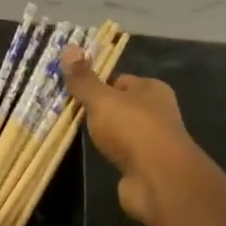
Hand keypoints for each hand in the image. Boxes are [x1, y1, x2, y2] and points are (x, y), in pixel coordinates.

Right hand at [61, 49, 215, 225]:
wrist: (157, 179)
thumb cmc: (132, 129)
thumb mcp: (102, 100)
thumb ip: (84, 80)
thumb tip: (69, 47)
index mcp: (152, 89)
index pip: (120, 80)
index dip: (97, 84)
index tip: (72, 91)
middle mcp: (157, 112)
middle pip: (121, 105)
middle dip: (99, 109)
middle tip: (68, 111)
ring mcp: (152, 140)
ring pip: (121, 130)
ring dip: (103, 132)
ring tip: (76, 133)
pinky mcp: (145, 166)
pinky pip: (121, 152)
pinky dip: (109, 153)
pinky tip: (94, 154)